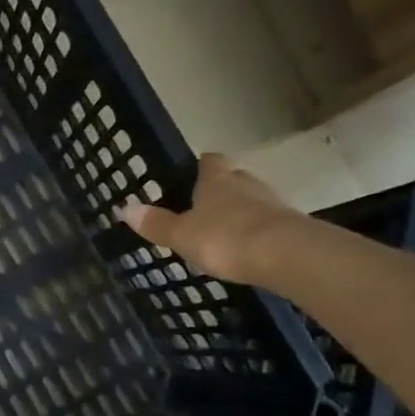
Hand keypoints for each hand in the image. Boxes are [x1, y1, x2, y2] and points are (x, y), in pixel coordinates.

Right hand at [120, 153, 303, 284]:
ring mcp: (272, 203)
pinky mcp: (291, 225)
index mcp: (216, 181)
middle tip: (204, 207)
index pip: (209, 161)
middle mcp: (246, 184)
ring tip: (224, 232)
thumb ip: (156, 224)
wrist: (285, 254)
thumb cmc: (225, 238)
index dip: (201, 166)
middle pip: (233, 179)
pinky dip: (257, 232)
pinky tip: (247, 249)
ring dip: (240, 212)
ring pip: (252, 200)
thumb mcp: (182, 235)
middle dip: (221, 190)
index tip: (194, 173)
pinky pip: (268, 223)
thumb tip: (124, 208)